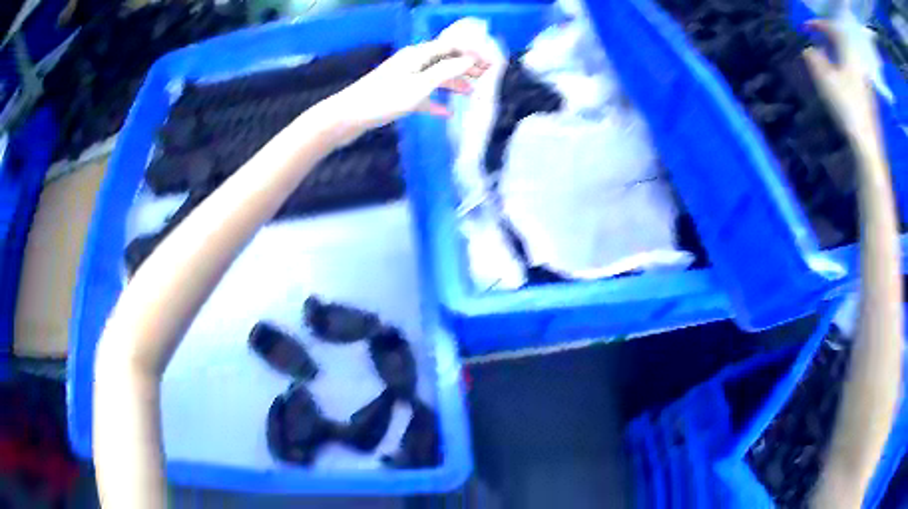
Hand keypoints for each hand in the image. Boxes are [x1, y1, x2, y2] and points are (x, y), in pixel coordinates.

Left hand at [322, 39, 489, 143]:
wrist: (347, 116)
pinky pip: (423, 95)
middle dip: (466, 67)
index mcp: (418, 55)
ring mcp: (405, 79)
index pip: (451, 47)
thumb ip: (446, 71)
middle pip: (445, 61)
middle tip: (487, 76)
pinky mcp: (398, 95)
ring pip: (435, 78)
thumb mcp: (420, 85)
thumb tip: (469, 60)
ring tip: (472, 94)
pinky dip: (436, 102)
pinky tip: (446, 113)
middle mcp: (413, 63)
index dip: (472, 52)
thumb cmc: (384, 99)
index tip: (490, 63)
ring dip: (454, 84)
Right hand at [802, 19, 880, 154]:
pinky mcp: (867, 95)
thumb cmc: (847, 108)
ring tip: (824, 59)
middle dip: (826, 37)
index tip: (804, 28)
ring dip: (834, 53)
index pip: (832, 27)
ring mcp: (864, 80)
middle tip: (814, 41)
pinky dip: (842, 66)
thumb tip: (809, 50)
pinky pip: (852, 70)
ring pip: (847, 57)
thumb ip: (814, 58)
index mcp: (849, 54)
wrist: (867, 144)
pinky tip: (837, 77)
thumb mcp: (825, 79)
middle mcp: (858, 63)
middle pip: (841, 41)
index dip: (817, 24)